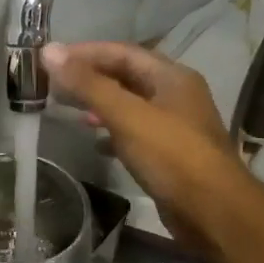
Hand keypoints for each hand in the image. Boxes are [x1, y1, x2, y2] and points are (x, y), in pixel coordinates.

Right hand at [42, 42, 252, 256]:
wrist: (214, 211)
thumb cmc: (172, 156)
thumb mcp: (126, 115)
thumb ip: (88, 84)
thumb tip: (49, 51)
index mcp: (171, 77)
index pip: (122, 52)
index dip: (85, 52)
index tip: (51, 59)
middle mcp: (175, 95)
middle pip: (126, 75)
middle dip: (90, 77)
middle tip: (53, 83)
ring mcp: (175, 125)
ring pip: (129, 104)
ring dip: (99, 103)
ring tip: (67, 108)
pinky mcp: (170, 153)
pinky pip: (134, 131)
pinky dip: (112, 131)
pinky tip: (94, 141)